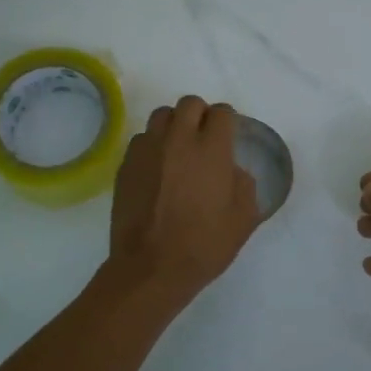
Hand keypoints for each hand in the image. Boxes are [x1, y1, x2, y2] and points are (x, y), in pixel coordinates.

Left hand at [109, 95, 260, 306]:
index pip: (221, 113)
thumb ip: (244, 185)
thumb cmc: (204, 246)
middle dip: (201, 114)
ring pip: (162, 116)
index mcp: (211, 150)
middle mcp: (178, 140)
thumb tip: (232, 170)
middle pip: (189, 104)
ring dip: (174, 125)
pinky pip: (141, 139)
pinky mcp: (126, 165)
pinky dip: (153, 145)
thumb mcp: (243, 220)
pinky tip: (157, 168)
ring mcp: (148, 150)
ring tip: (178, 148)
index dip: (227, 120)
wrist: (151, 267)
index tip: (228, 135)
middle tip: (204, 138)